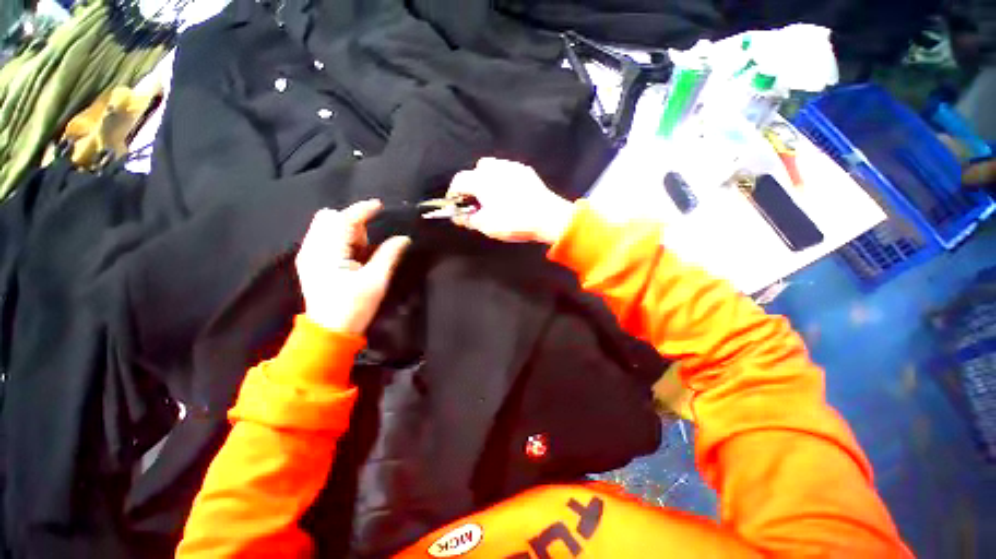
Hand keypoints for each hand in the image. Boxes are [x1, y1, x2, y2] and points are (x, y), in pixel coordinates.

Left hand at [295, 201, 410, 334]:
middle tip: (369, 243)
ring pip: (326, 227)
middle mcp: (311, 249)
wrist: (329, 331)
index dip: (362, 210)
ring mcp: (308, 255)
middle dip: (352, 223)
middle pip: (329, 218)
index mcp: (327, 252)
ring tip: (361, 253)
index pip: (342, 219)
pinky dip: (341, 239)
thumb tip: (404, 238)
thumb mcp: (376, 281)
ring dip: (347, 232)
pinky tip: (352, 256)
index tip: (380, 205)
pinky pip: (324, 238)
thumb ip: (389, 255)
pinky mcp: (309, 262)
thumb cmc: (353, 307)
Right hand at [447, 158, 574, 243]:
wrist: (548, 217)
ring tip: (493, 198)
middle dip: (472, 185)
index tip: (456, 205)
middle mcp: (495, 168)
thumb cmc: (514, 222)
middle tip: (477, 202)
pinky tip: (510, 194)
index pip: (459, 180)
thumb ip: (468, 219)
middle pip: (476, 170)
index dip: (454, 193)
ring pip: (493, 168)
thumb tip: (458, 216)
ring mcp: (512, 167)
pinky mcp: (526, 171)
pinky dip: (503, 180)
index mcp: (481, 180)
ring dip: (488, 181)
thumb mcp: (486, 225)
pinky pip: (508, 172)